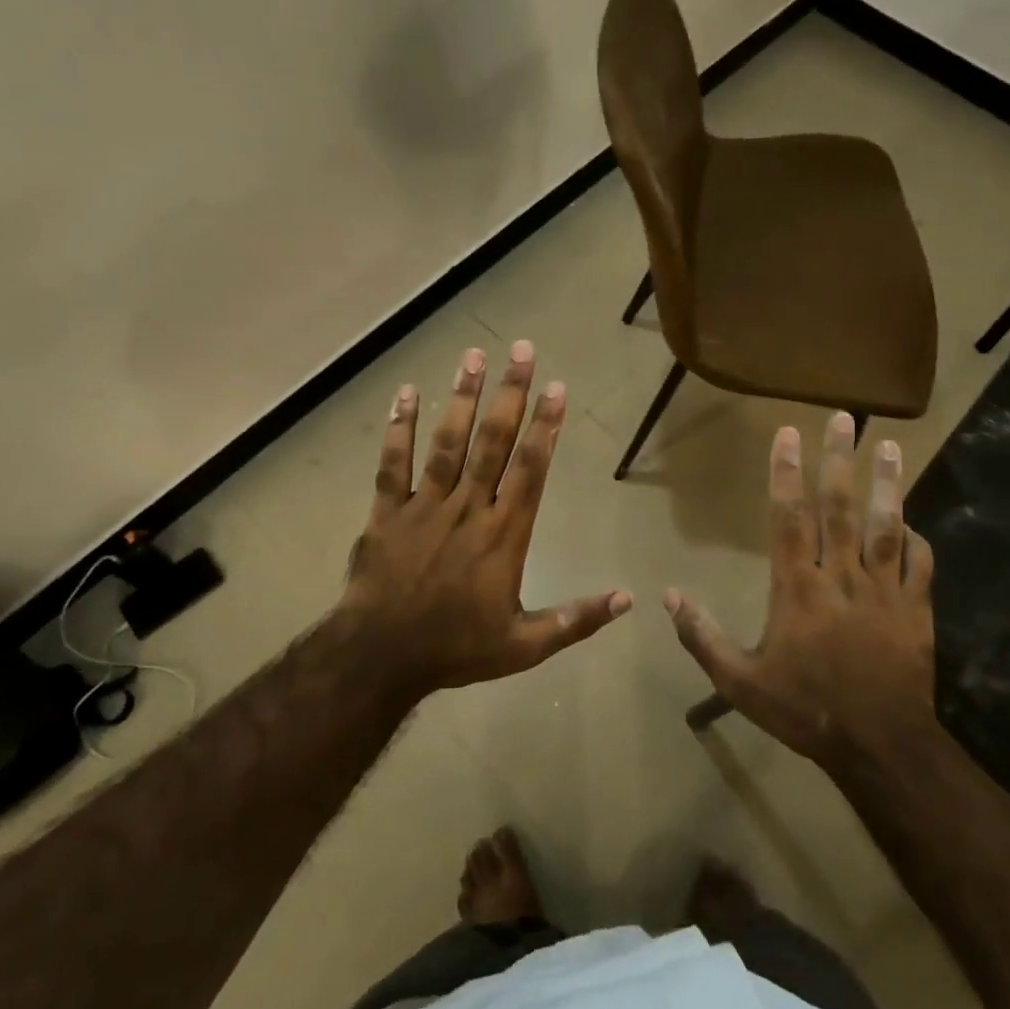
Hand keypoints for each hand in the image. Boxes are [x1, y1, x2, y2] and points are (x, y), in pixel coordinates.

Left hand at [335, 341, 630, 697]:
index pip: (531, 469)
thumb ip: (576, 619)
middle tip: (522, 350)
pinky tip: (406, 393)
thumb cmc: (456, 649)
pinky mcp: (387, 511)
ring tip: (473, 355)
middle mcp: (468, 508)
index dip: (546, 426)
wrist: (381, 658)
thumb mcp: (525, 645)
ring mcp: (425, 505)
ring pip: (448, 442)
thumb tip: (628, 599)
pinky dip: (399, 428)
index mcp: (504, 534)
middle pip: (493, 441)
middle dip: (510, 393)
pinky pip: (394, 463)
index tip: (556, 388)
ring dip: (462, 397)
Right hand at [664, 412, 934, 768]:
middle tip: (845, 418)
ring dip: (887, 483)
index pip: (790, 518)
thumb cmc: (804, 709)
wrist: (879, 746)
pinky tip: (911, 520)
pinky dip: (916, 538)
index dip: (787, 473)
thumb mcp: (739, 682)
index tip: (788, 434)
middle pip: (840, 507)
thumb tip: (667, 597)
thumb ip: (702, 637)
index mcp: (797, 588)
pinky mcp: (917, 610)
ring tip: (890, 445)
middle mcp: (841, 577)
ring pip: (886, 525)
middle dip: (840, 459)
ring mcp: (884, 591)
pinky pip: (919, 563)